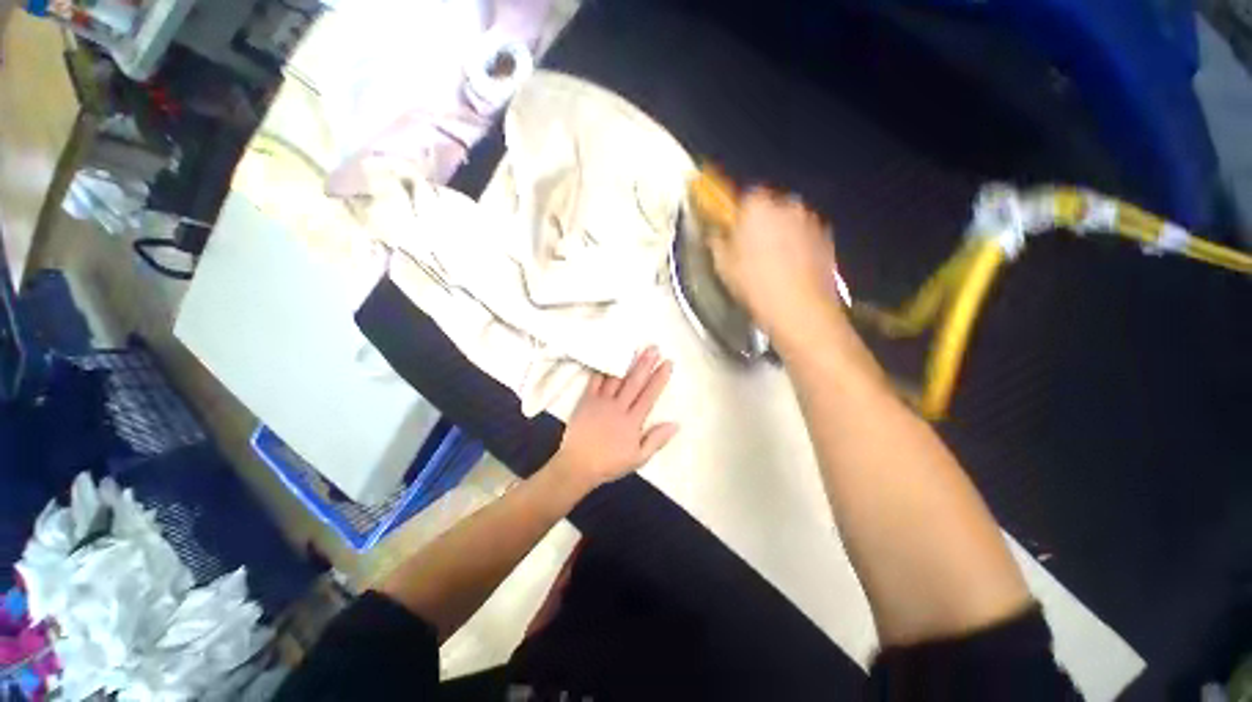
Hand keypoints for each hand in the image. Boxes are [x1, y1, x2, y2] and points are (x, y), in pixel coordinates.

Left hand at [550, 347, 678, 489]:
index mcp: (633, 421)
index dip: (660, 378)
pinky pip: (595, 381)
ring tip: (636, 348)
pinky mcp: (587, 400)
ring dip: (627, 362)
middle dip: (645, 364)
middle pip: (634, 382)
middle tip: (654, 348)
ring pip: (617, 378)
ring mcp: (601, 402)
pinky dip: (602, 369)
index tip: (668, 363)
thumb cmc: (609, 463)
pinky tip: (608, 358)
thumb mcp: (638, 458)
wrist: (577, 465)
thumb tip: (675, 424)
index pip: (649, 395)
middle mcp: (619, 407)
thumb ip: (656, 440)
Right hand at [708, 188, 841, 344]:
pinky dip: (796, 245)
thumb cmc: (756, 285)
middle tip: (748, 248)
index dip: (736, 214)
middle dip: (759, 222)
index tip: (731, 229)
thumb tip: (716, 236)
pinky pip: (804, 234)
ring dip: (779, 233)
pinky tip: (789, 268)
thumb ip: (717, 243)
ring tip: (770, 262)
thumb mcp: (724, 267)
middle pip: (769, 206)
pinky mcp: (826, 237)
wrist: (800, 309)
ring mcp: (810, 220)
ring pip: (788, 220)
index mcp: (758, 207)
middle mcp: (787, 205)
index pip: (744, 197)